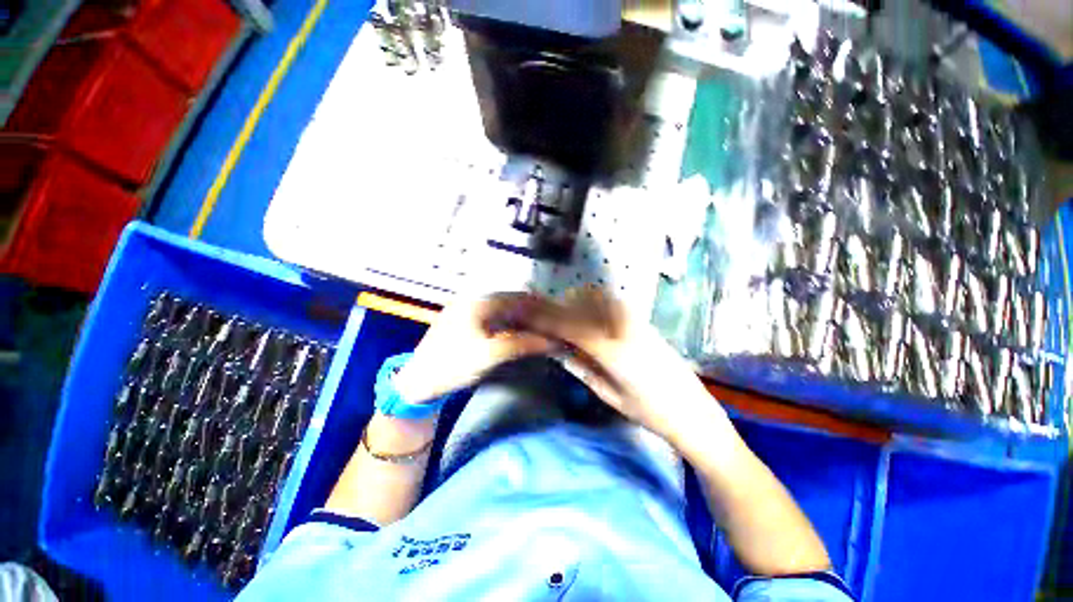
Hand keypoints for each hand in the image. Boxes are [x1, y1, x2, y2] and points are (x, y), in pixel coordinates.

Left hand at [393, 293, 556, 404]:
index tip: (558, 318)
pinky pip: (497, 318)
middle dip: (534, 312)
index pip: (518, 297)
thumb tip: (554, 341)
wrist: (418, 382)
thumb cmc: (452, 365)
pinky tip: (521, 334)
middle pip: (513, 302)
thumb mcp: (489, 355)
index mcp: (479, 301)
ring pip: (505, 310)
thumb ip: (522, 344)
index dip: (541, 306)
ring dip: (524, 319)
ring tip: (542, 330)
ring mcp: (470, 310)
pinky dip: (512, 324)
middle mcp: (475, 299)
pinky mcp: (468, 321)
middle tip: (553, 325)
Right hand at [517, 287, 725, 444]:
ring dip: (578, 301)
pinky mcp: (644, 321)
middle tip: (545, 317)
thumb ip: (581, 368)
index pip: (570, 326)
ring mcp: (637, 321)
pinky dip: (595, 303)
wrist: (694, 411)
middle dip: (560, 305)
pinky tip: (590, 317)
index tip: (527, 314)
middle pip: (583, 303)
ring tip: (566, 316)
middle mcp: (624, 329)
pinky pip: (613, 303)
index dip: (546, 318)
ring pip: (599, 298)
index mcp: (612, 352)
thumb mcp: (609, 395)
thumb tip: (558, 349)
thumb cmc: (650, 413)